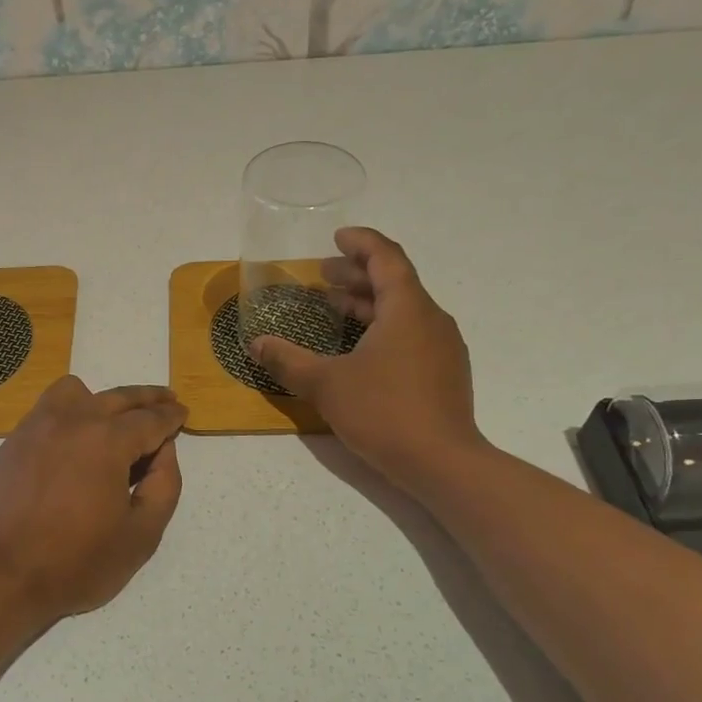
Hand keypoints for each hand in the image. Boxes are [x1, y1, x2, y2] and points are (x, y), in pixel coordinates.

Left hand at [0, 377, 186, 620]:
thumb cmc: (77, 562)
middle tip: (166, 401)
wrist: (2, 576)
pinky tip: (76, 438)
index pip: (150, 419)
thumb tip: (164, 451)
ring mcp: (37, 427)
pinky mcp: (14, 442)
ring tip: (115, 420)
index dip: (171, 417)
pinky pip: (48, 409)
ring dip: (103, 399)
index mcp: (107, 440)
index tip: (182, 413)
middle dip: (148, 399)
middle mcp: (72, 420)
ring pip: (77, 391)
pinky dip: (70, 411)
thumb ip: (164, 486)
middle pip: (119, 397)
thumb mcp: (141, 535)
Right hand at [249, 227, 485, 494]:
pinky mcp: (444, 374)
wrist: (442, 463)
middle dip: (357, 275)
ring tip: (336, 309)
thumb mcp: (325, 384)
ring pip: (404, 311)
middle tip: (324, 276)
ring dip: (369, 304)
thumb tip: (256, 344)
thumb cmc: (383, 412)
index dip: (361, 242)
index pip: (386, 257)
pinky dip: (383, 329)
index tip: (336, 237)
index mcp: (407, 309)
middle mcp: (431, 319)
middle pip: (395, 283)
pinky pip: (411, 335)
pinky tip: (360, 350)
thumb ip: (288, 361)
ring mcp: (442, 348)